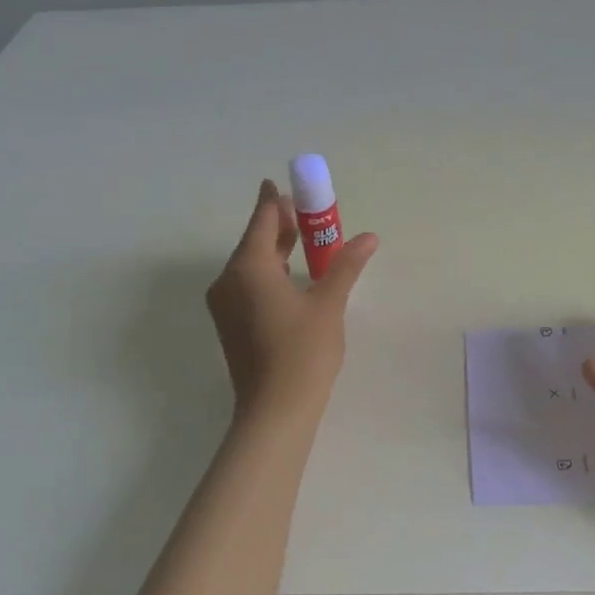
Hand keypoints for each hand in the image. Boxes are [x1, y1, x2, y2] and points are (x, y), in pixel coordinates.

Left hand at [206, 180, 377, 415]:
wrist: (275, 410)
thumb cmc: (303, 351)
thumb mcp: (329, 303)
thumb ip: (346, 265)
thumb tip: (369, 237)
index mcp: (248, 266)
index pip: (263, 220)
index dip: (275, 200)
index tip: (283, 184)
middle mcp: (228, 280)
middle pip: (255, 241)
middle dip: (280, 225)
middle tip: (308, 213)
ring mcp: (225, 304)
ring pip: (250, 264)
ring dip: (276, 250)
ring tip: (306, 242)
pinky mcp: (230, 324)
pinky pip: (248, 285)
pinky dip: (269, 273)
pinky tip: (292, 277)